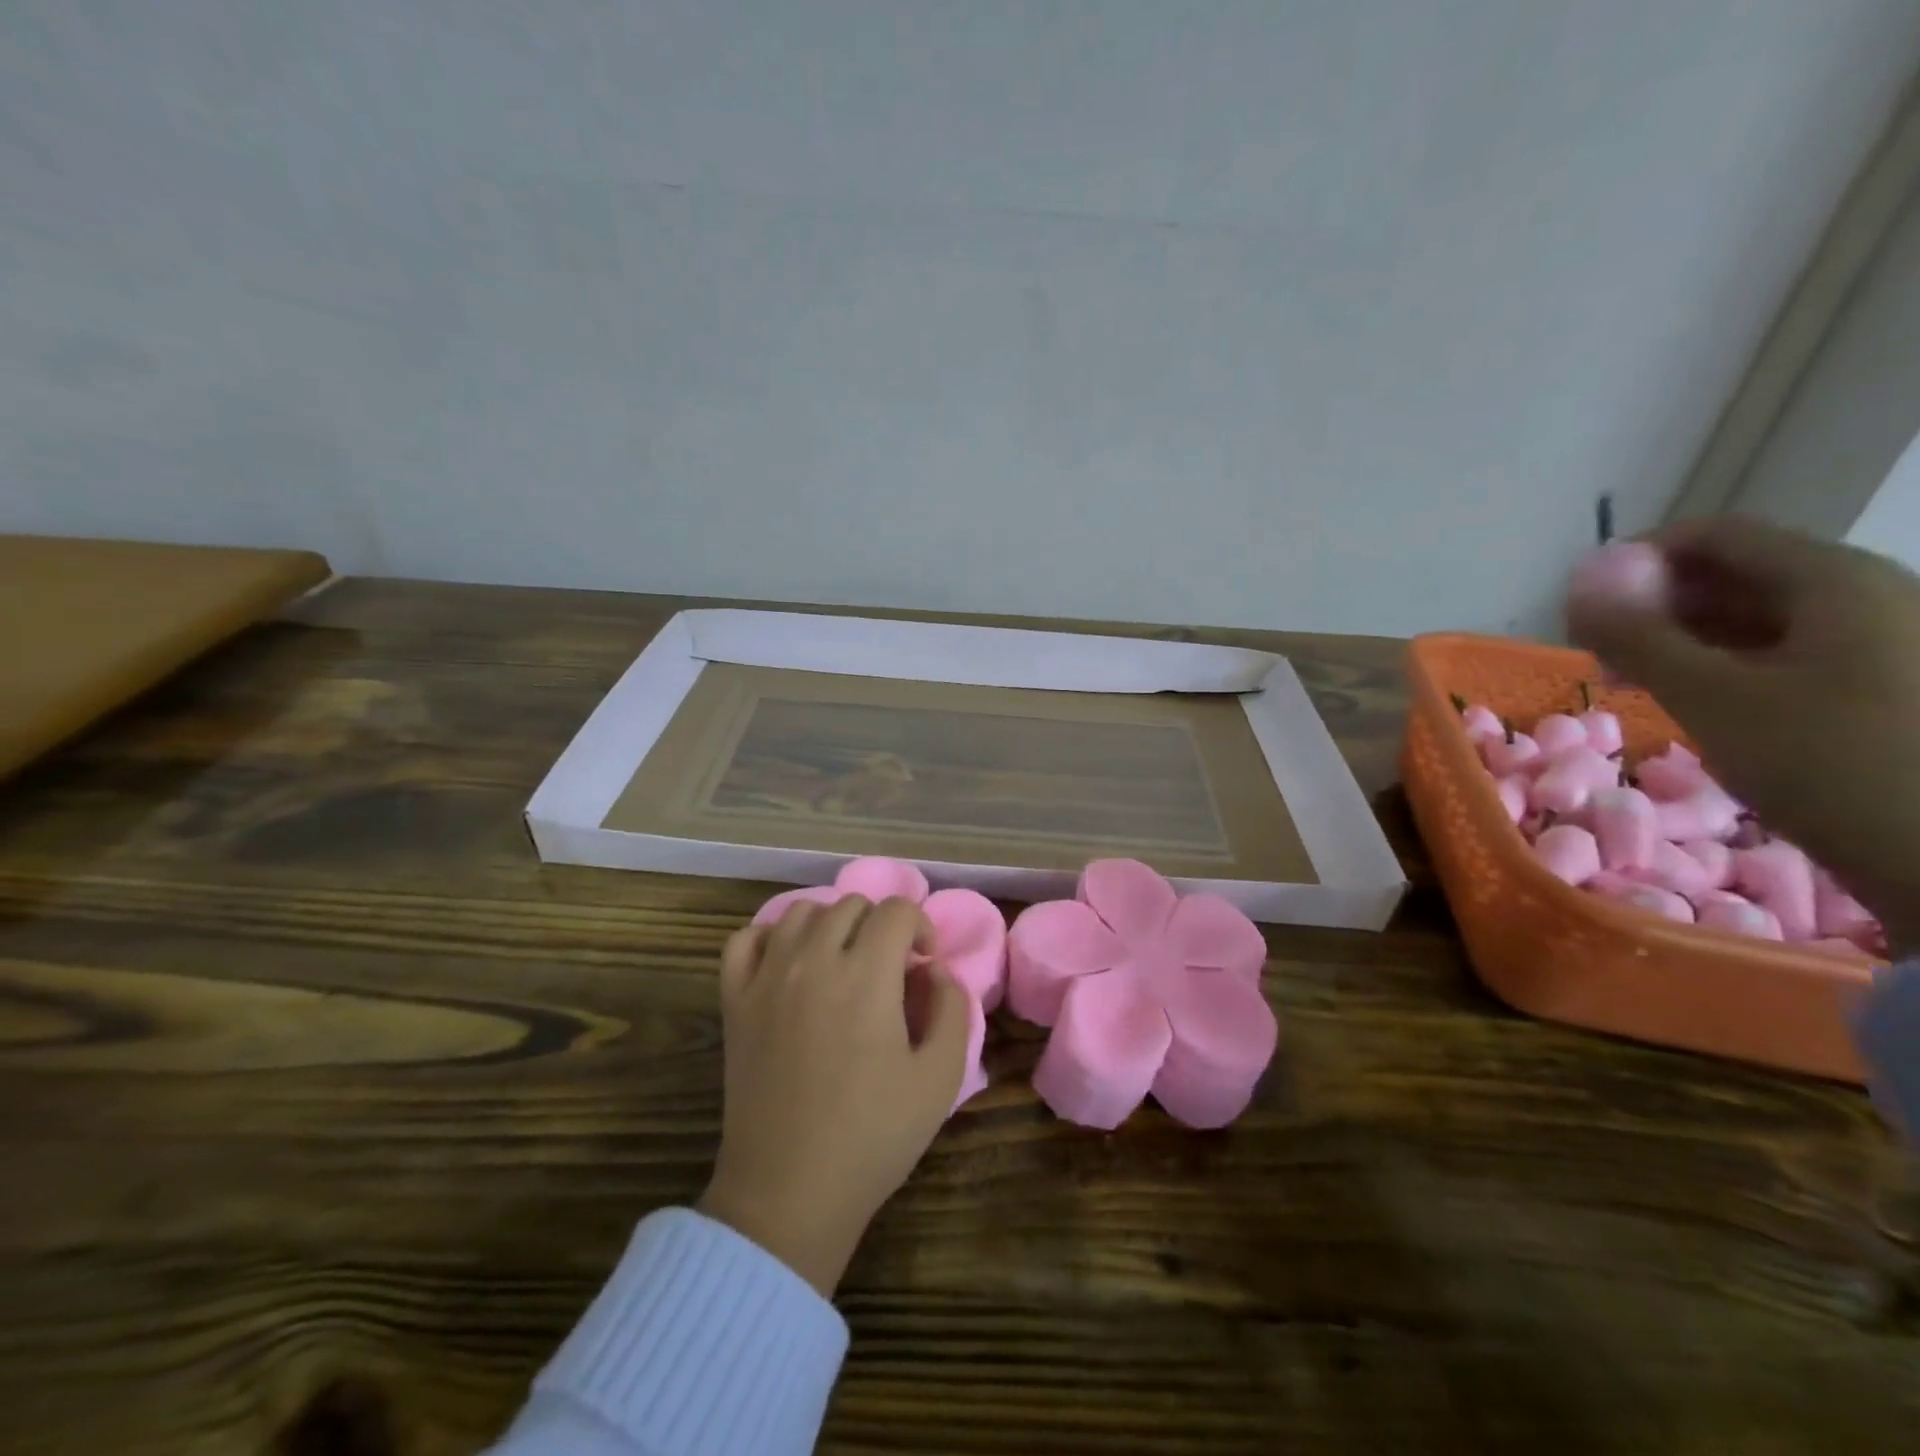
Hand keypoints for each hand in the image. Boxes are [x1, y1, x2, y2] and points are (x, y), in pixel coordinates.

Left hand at [697, 896, 970, 1296]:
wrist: (789, 1192)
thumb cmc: (873, 1137)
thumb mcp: (940, 1078)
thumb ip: (952, 1008)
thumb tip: (935, 969)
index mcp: (867, 976)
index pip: (897, 911)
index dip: (921, 927)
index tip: (924, 965)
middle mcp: (814, 961)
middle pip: (851, 905)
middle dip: (881, 926)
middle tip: (889, 969)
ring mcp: (767, 977)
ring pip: (801, 912)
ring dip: (831, 925)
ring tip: (842, 962)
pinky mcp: (734, 1001)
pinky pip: (746, 939)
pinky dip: (770, 937)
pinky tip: (788, 962)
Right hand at [1567, 516, 1919, 951]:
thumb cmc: (1833, 765)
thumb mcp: (1712, 698)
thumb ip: (1637, 636)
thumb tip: (1577, 587)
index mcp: (1834, 581)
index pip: (1715, 535)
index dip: (1637, 558)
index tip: (1582, 605)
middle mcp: (1869, 595)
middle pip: (1738, 574)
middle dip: (1655, 605)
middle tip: (1597, 653)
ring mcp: (1886, 642)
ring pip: (1760, 617)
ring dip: (1684, 640)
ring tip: (1633, 682)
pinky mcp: (1887, 687)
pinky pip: (1789, 653)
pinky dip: (1727, 666)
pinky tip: (1696, 702)